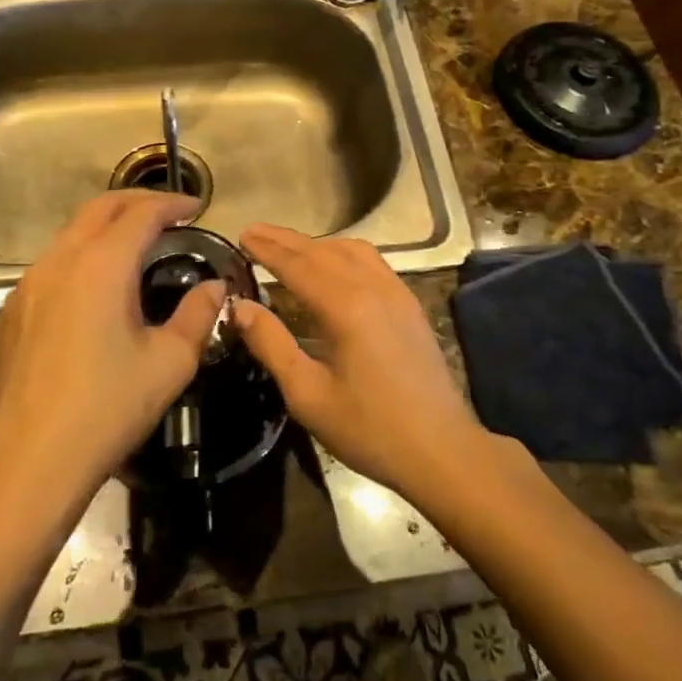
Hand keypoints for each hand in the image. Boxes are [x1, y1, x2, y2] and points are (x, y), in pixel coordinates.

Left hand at [0, 192, 224, 499]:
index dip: (172, 204)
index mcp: (101, 265)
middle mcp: (60, 261)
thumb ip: (198, 315)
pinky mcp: (12, 310)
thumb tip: (214, 288)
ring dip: (106, 226)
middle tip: (169, 213)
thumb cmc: (107, 409)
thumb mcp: (169, 362)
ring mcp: (28, 284)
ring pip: (71, 233)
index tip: (196, 208)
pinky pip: (52, 263)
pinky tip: (95, 286)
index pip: (141, 214)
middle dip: (137, 202)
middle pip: (100, 208)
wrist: (29, 462)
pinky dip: (81, 255)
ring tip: (136, 244)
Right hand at [233, 224, 488, 499]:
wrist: (441, 449)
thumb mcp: (308, 395)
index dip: (267, 249)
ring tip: (288, 246)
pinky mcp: (409, 304)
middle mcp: (372, 288)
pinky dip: (343, 252)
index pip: (297, 265)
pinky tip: (333, 264)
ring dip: (315, 244)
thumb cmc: (369, 429)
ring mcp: (396, 292)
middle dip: (286, 240)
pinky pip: (372, 261)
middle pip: (322, 251)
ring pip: (351, 250)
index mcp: (345, 308)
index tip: (242, 235)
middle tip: (255, 231)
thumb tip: (240, 307)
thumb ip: (272, 345)